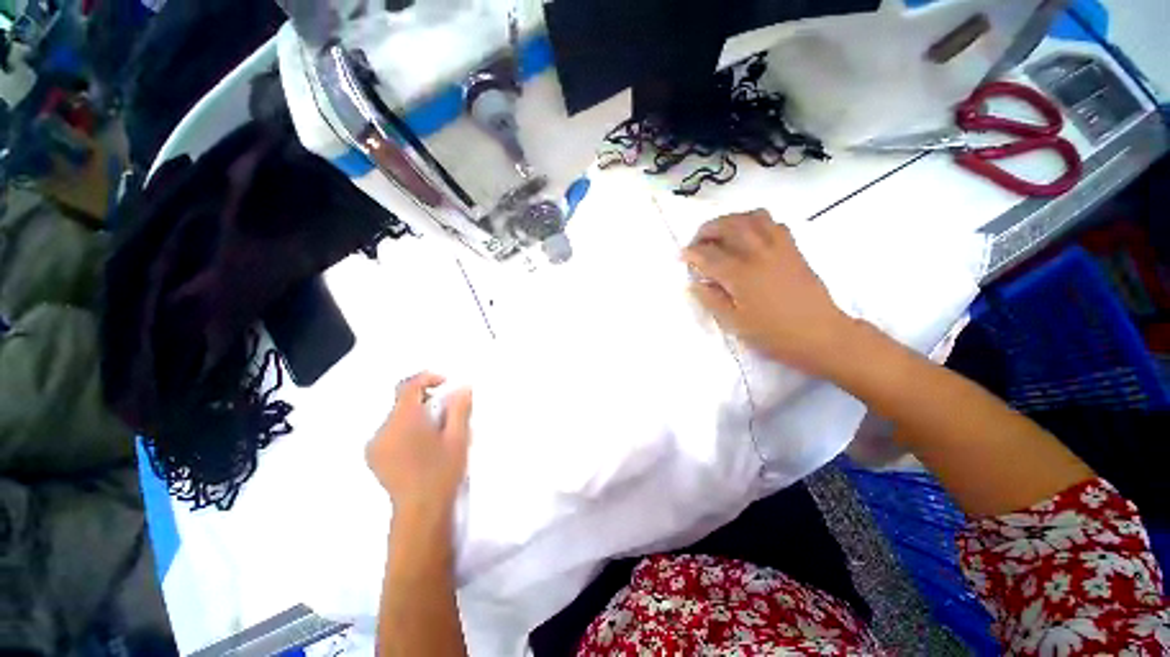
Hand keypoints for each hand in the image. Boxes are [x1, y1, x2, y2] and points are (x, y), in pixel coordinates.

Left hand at [366, 373, 472, 520]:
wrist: (420, 511)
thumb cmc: (443, 471)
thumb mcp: (458, 437)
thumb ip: (459, 408)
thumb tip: (462, 387)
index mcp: (404, 420)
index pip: (409, 386)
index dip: (427, 378)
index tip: (446, 384)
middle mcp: (384, 429)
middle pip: (403, 401)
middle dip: (425, 400)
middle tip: (447, 413)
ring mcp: (375, 445)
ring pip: (397, 417)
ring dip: (416, 415)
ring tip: (436, 432)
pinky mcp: (374, 457)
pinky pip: (391, 431)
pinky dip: (406, 429)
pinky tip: (421, 446)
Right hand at [682, 210, 854, 376]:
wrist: (822, 335)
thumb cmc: (774, 334)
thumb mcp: (735, 324)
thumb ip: (711, 300)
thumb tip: (695, 283)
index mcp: (741, 275)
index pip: (709, 255)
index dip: (691, 253)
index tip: (682, 255)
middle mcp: (758, 254)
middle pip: (729, 226)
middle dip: (708, 229)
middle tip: (697, 240)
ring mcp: (779, 248)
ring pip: (753, 217)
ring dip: (732, 219)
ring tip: (722, 233)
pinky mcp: (793, 249)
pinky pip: (773, 223)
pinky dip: (756, 223)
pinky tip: (750, 237)